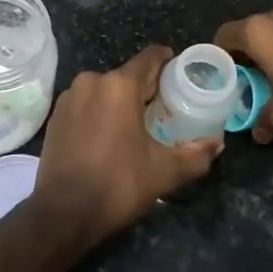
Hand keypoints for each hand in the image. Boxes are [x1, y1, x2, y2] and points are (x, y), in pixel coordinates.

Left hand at [32, 46, 223, 247]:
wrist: (63, 213)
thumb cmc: (118, 184)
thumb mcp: (165, 172)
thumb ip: (195, 155)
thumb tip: (216, 144)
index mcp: (119, 85)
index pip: (150, 57)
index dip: (169, 62)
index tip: (182, 76)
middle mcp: (91, 81)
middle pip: (128, 75)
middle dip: (147, 89)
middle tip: (165, 109)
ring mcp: (69, 97)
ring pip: (105, 90)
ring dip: (121, 102)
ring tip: (137, 125)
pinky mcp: (55, 116)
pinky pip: (86, 104)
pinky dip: (100, 113)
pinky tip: (109, 136)